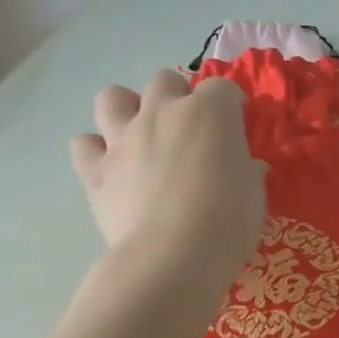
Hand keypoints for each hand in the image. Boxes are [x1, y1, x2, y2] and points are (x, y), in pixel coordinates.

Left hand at [70, 71, 266, 296]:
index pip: (223, 88)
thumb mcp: (254, 193)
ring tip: (142, 135)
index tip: (237, 128)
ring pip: (113, 97)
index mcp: (210, 112)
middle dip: (178, 96)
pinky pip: (84, 144)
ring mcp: (123, 138)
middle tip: (190, 129)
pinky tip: (113, 168)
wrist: (173, 257)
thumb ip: (246, 170)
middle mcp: (163, 113)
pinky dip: (95, 151)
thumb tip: (245, 168)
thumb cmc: (229, 220)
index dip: (231, 106)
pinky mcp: (95, 170)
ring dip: (128, 109)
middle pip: (166, 80)